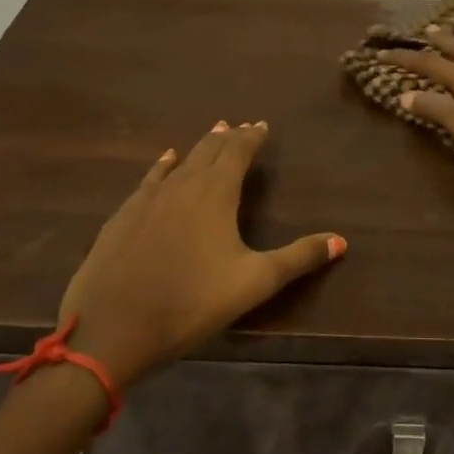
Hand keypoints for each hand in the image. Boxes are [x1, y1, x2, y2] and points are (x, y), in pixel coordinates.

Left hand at [57, 122, 344, 386]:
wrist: (111, 329)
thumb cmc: (191, 303)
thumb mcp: (253, 283)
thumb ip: (298, 259)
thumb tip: (341, 241)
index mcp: (215, 194)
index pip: (237, 153)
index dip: (252, 137)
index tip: (262, 125)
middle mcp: (182, 185)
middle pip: (208, 151)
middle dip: (227, 138)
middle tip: (240, 126)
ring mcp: (147, 199)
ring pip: (179, 162)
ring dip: (199, 147)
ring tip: (212, 134)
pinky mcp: (123, 216)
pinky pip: (150, 178)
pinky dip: (163, 165)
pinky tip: (164, 160)